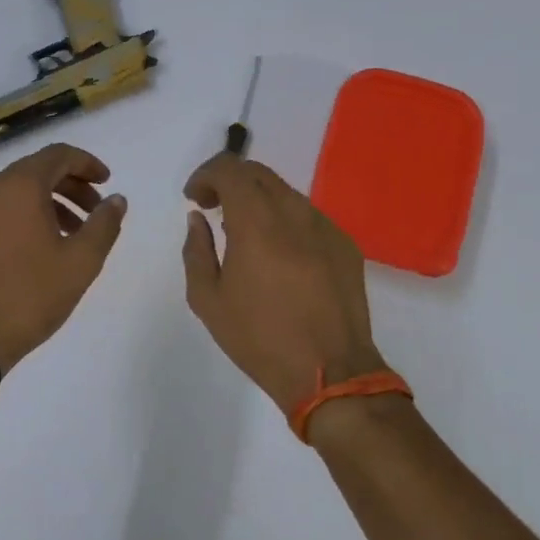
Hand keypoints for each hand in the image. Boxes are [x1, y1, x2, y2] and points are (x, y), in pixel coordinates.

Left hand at [0, 143, 126, 371]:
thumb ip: (104, 224)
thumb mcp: (81, 261)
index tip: (107, 182)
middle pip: (36, 172)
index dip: (87, 164)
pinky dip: (26, 218)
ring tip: (73, 236)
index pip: (58, 155)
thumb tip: (116, 199)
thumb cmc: (31, 294)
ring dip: (50, 205)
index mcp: (18, 186)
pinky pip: (0, 213)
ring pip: (17, 193)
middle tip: (96, 212)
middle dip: (71, 186)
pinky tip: (41, 250)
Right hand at [182, 153, 385, 414]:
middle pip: (259, 173)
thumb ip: (196, 251)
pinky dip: (285, 221)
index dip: (205, 174)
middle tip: (213, 207)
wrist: (330, 371)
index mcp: (257, 222)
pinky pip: (308, 217)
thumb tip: (198, 220)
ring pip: (286, 193)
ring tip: (244, 234)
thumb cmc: (260, 338)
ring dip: (258, 201)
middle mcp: (294, 213)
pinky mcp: (345, 244)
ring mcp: (325, 226)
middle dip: (230, 181)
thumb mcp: (208, 300)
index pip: (230, 169)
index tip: (194, 199)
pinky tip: (279, 255)